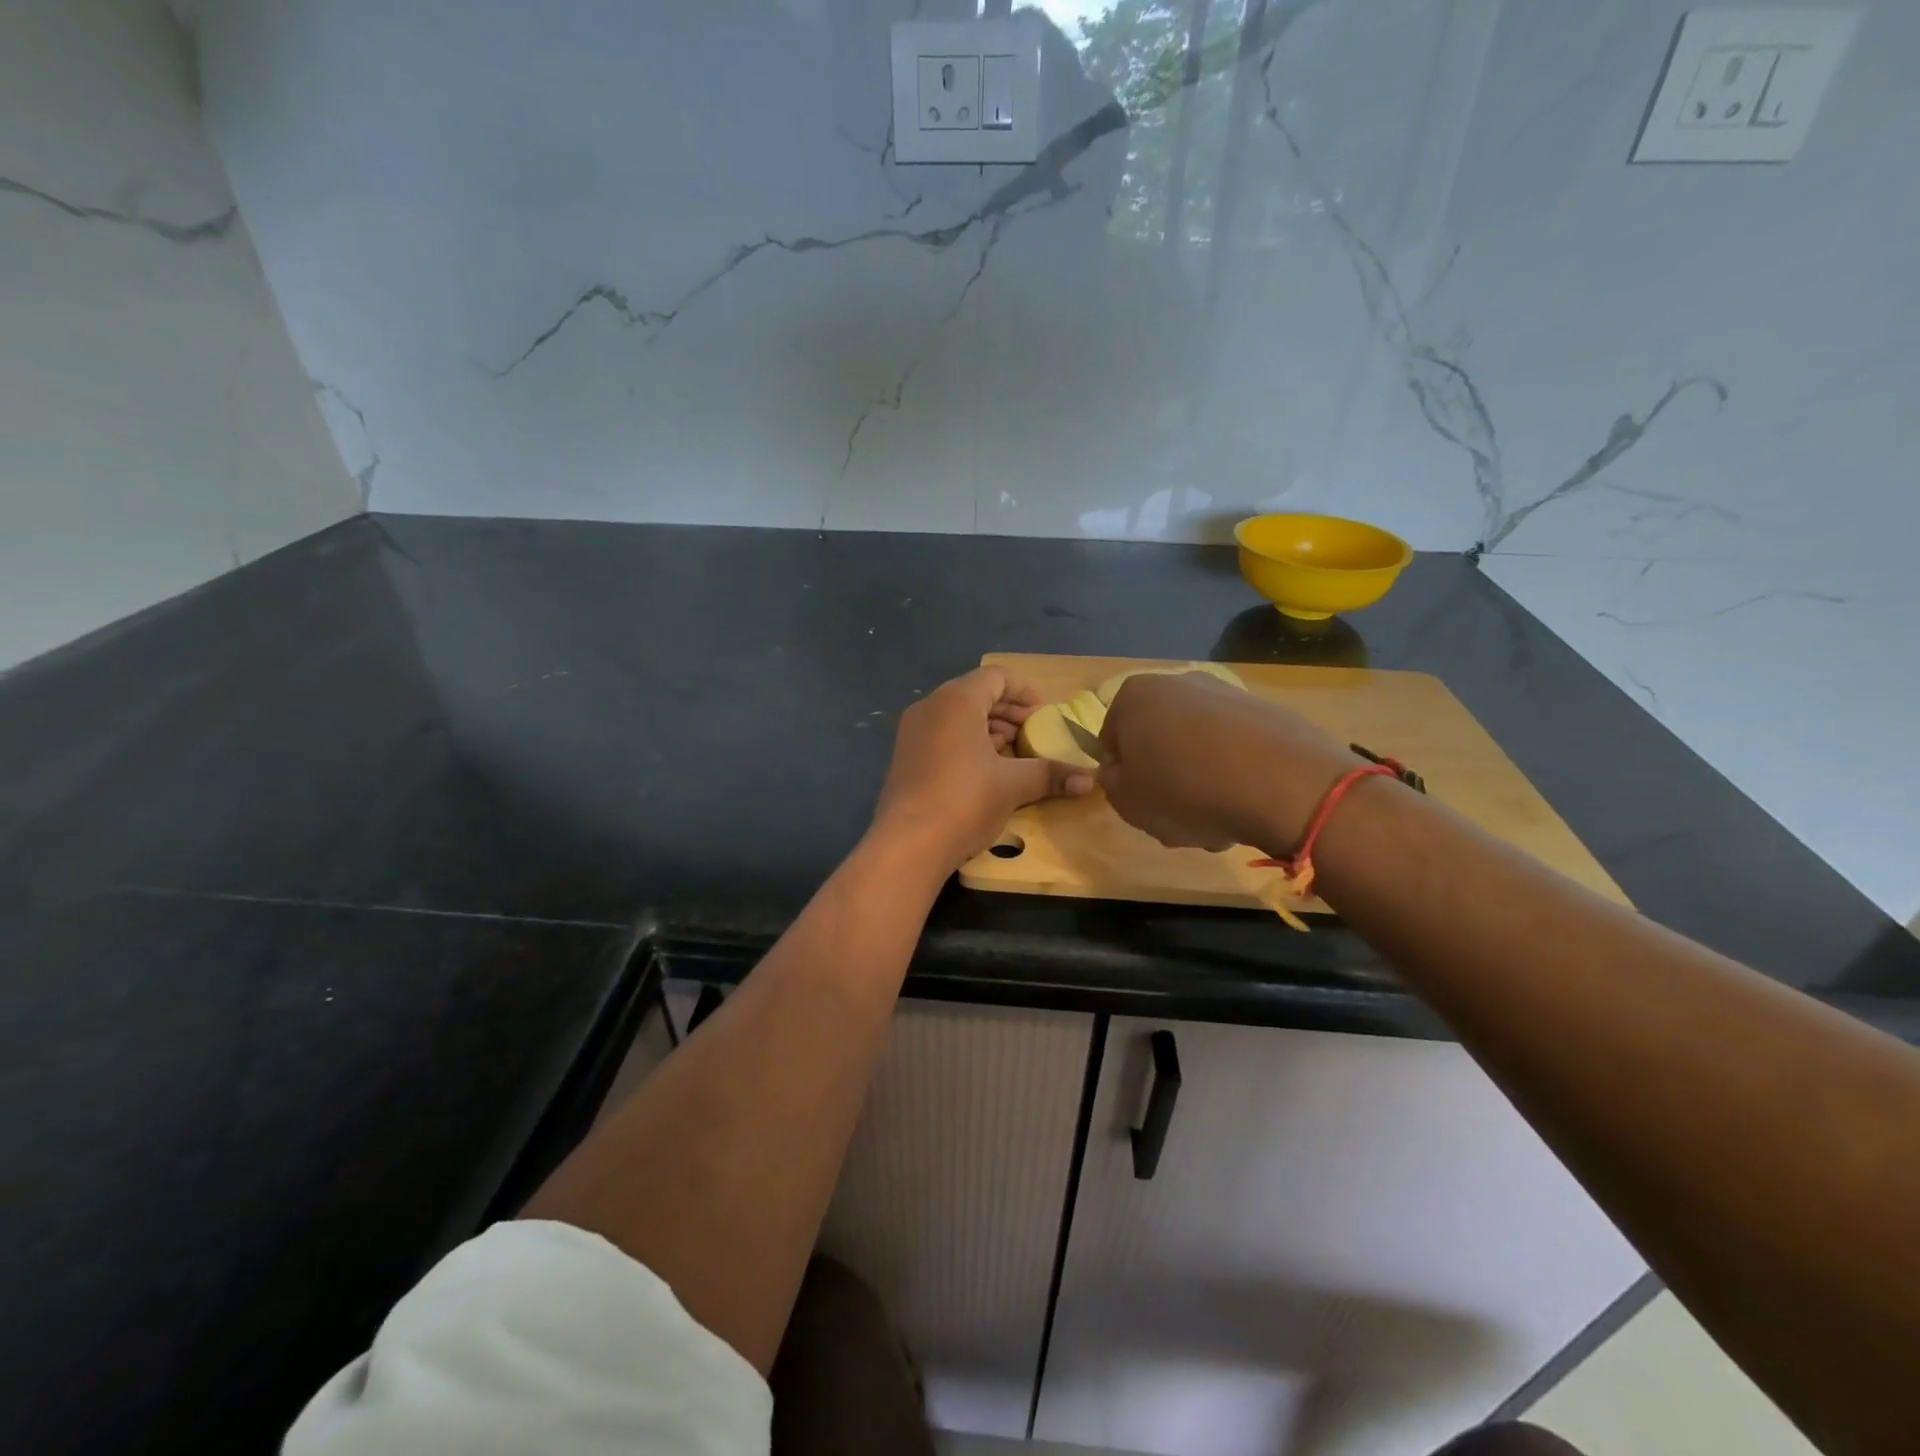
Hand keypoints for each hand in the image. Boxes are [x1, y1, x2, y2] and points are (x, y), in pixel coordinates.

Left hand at [871, 666, 1094, 871]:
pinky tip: (984, 768)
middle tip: (1032, 732)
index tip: (1044, 713)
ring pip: (956, 715)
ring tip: (1012, 751)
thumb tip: (1092, 780)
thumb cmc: (965, 801)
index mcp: (956, 700)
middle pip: (975, 693)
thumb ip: (1051, 775)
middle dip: (1007, 711)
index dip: (1024, 691)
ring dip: (987, 727)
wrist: (907, 844)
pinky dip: (966, 741)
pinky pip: (941, 734)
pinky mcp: (905, 756)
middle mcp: (930, 706)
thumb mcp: (1013, 785)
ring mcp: (912, 731)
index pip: (996, 676)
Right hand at [1097, 672, 1358, 852]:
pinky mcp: (1268, 712)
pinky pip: (1236, 748)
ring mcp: (1227, 694)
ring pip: (1198, 746)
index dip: (1121, 776)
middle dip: (1164, 777)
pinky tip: (1246, 804)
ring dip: (1200, 779)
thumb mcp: (1127, 802)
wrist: (1282, 784)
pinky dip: (1235, 773)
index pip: (1111, 739)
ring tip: (1216, 818)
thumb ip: (1112, 784)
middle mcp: (1178, 683)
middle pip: (1158, 739)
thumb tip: (1121, 771)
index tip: (1139, 802)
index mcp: (1135, 696)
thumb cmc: (1185, 791)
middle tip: (1175, 814)